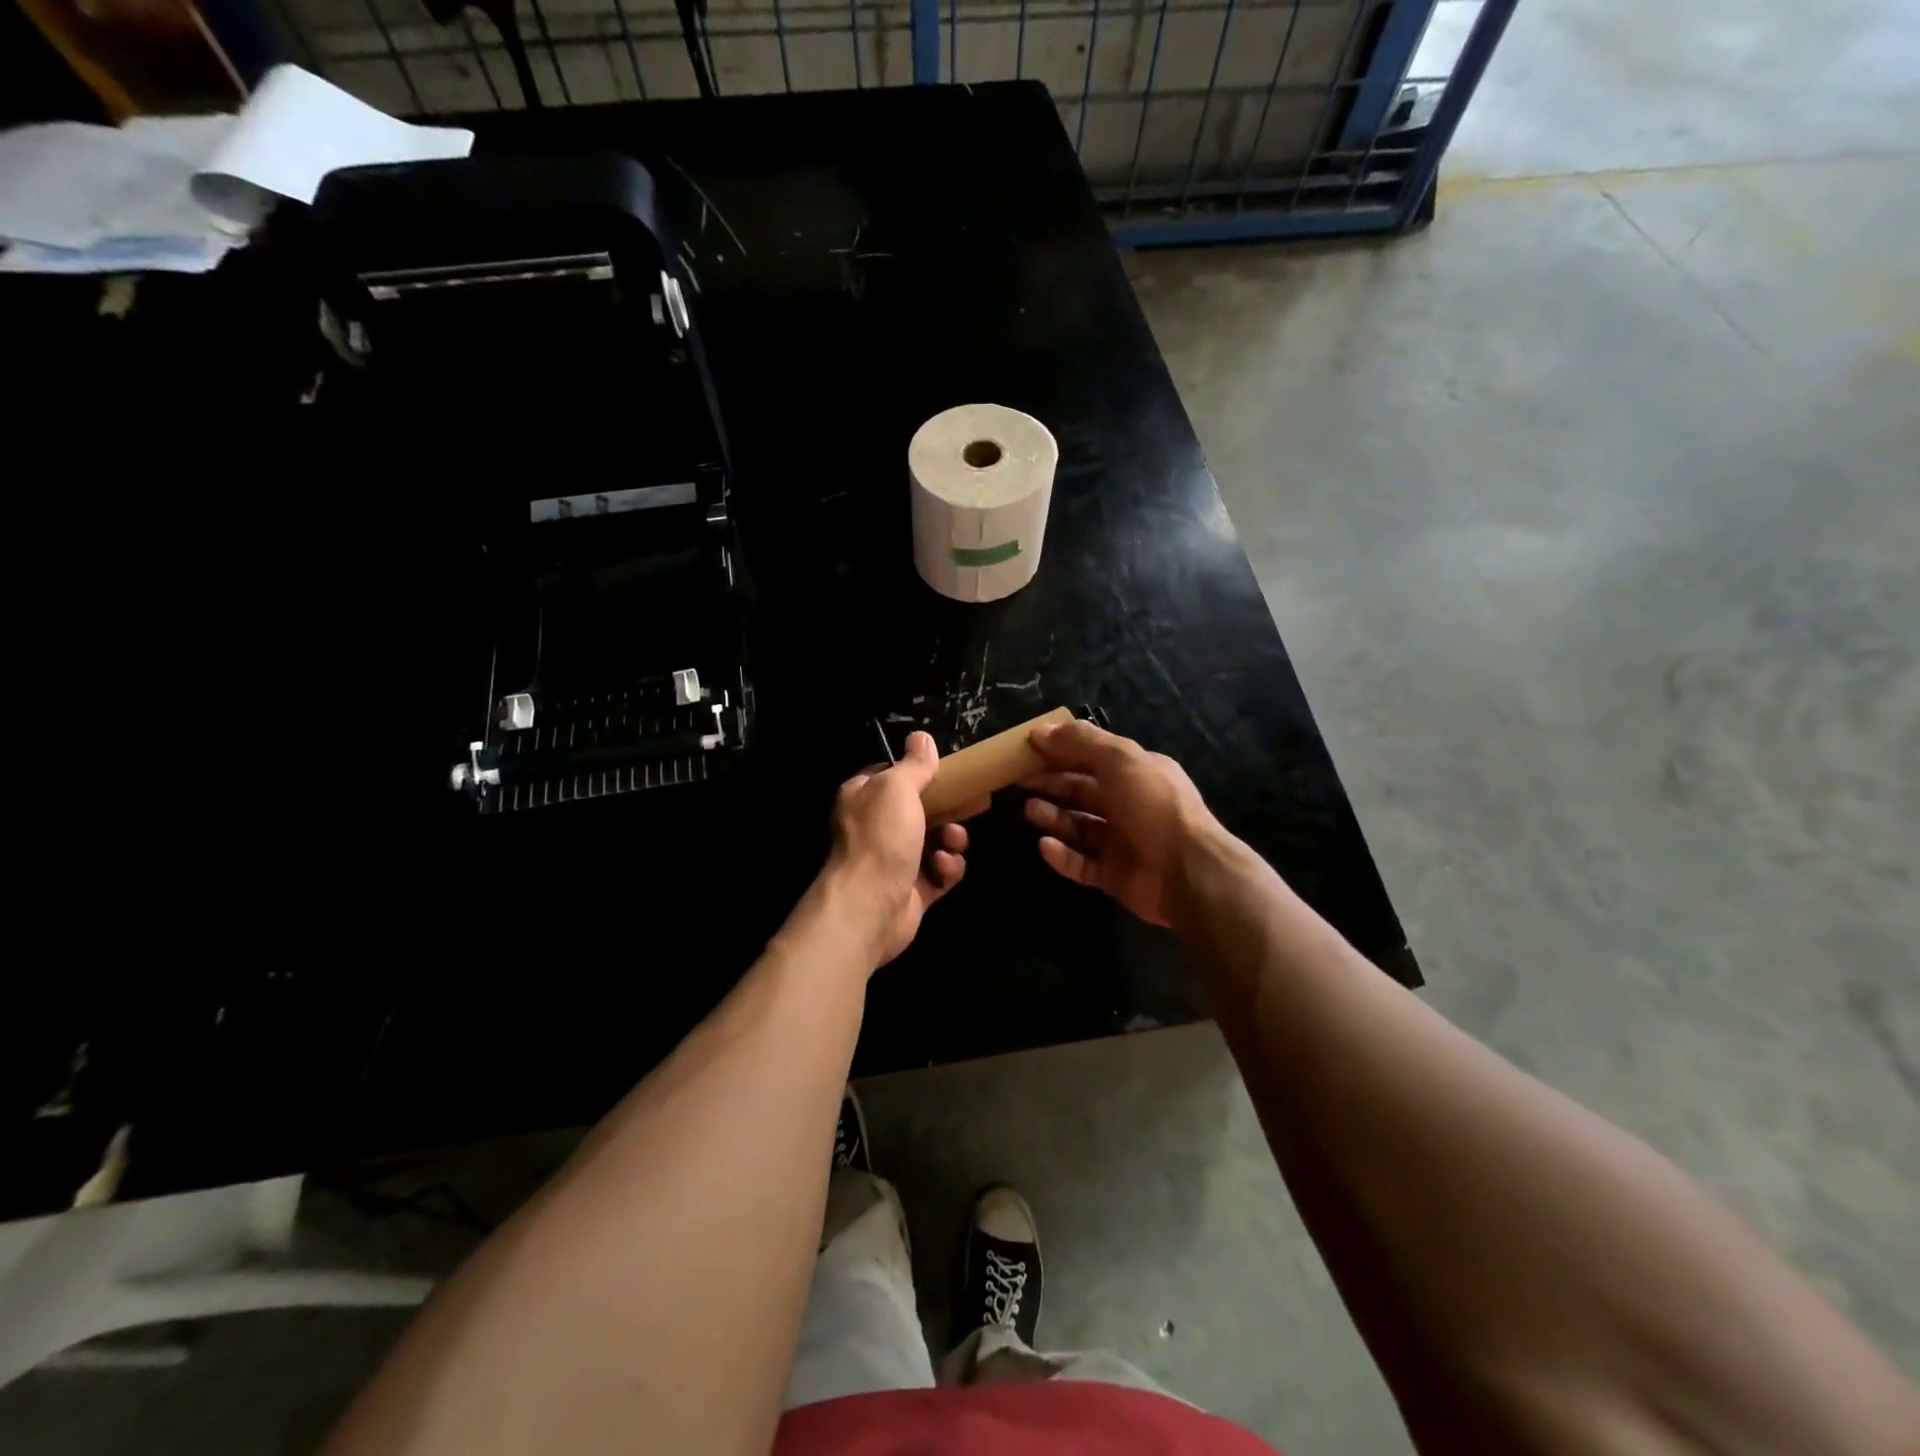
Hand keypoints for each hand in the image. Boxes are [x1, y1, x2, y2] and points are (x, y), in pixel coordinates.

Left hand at [826, 731, 973, 967]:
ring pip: (935, 840)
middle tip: (978, 802)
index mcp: (864, 796)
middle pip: (922, 808)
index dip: (923, 771)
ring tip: (954, 841)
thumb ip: (914, 764)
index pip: (894, 775)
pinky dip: (948, 869)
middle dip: (950, 806)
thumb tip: (921, 736)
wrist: (869, 906)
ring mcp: (894, 860)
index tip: (953, 770)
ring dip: (952, 838)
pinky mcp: (912, 890)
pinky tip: (945, 868)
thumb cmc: (881, 837)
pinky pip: (940, 873)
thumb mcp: (898, 788)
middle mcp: (876, 826)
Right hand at [1022, 719, 1220, 926]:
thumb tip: (1041, 730)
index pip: (1094, 756)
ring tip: (1030, 810)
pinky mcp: (1115, 876)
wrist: (1188, 872)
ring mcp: (1123, 842)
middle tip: (1020, 780)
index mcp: (1137, 773)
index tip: (1028, 748)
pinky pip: (1082, 863)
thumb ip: (1081, 742)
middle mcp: (1130, 804)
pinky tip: (1044, 845)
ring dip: (1054, 817)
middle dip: (1053, 783)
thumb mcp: (1119, 760)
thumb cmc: (1153, 805)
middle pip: (1083, 791)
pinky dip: (1062, 855)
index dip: (1062, 750)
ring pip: (1080, 826)